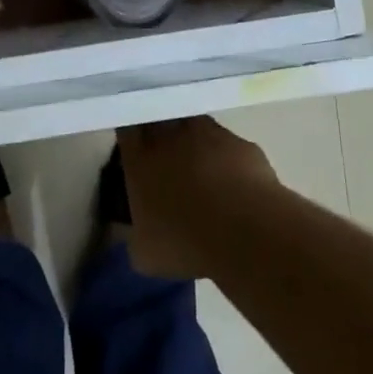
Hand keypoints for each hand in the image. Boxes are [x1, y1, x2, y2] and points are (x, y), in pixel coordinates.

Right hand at [117, 117, 278, 278]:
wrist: (245, 231)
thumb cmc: (185, 242)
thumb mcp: (145, 252)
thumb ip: (136, 234)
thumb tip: (138, 232)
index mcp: (140, 158)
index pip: (127, 131)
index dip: (131, 139)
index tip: (135, 152)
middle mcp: (171, 135)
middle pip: (160, 122)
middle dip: (161, 136)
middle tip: (167, 163)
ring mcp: (209, 133)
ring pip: (195, 129)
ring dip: (195, 145)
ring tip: (202, 176)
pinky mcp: (242, 144)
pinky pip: (228, 147)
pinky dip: (227, 160)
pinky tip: (233, 186)